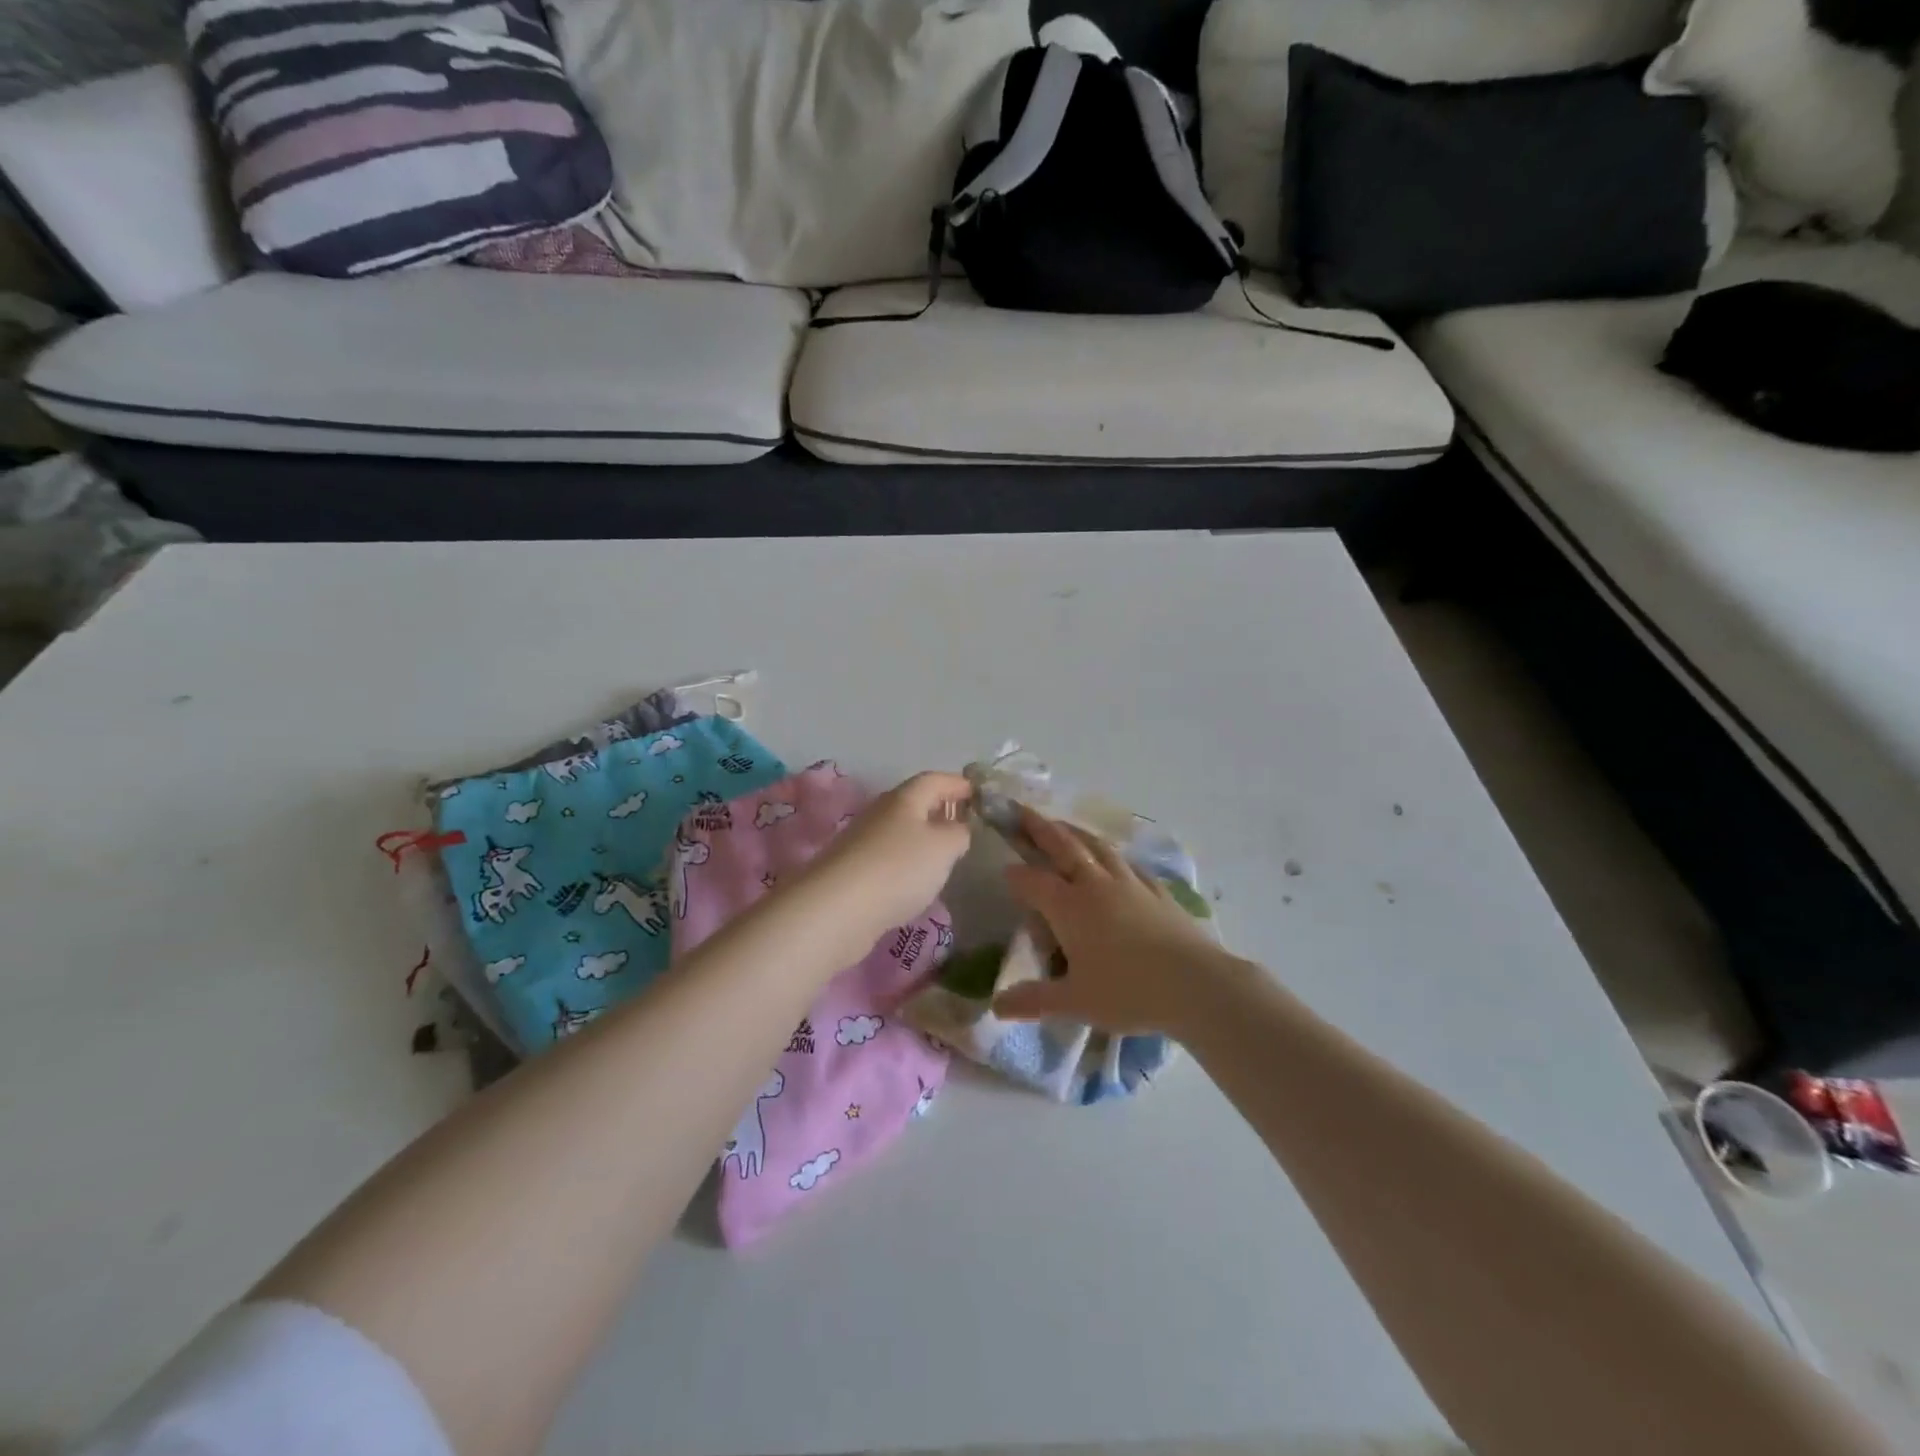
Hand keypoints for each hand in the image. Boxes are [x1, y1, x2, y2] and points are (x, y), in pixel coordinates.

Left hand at [802, 771, 973, 941]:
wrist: (837, 909)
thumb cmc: (898, 868)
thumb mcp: (944, 847)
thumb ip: (958, 833)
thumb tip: (957, 828)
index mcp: (904, 798)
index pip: (934, 779)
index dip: (957, 784)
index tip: (979, 794)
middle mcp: (880, 813)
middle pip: (914, 802)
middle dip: (940, 809)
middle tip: (964, 824)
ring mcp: (862, 842)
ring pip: (900, 831)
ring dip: (922, 837)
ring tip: (944, 855)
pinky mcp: (852, 871)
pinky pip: (887, 857)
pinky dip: (906, 862)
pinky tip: (914, 882)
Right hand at [992, 807, 1226, 1035]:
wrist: (1195, 984)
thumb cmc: (1128, 992)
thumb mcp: (1075, 1002)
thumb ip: (1033, 1000)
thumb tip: (995, 1007)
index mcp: (1069, 907)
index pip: (1033, 881)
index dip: (1016, 874)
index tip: (1004, 869)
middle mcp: (1096, 885)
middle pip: (1064, 847)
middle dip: (1040, 828)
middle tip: (1023, 811)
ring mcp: (1130, 883)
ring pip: (1097, 847)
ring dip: (1075, 832)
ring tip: (1063, 825)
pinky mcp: (1157, 891)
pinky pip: (1128, 864)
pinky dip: (1112, 856)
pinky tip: (1115, 859)